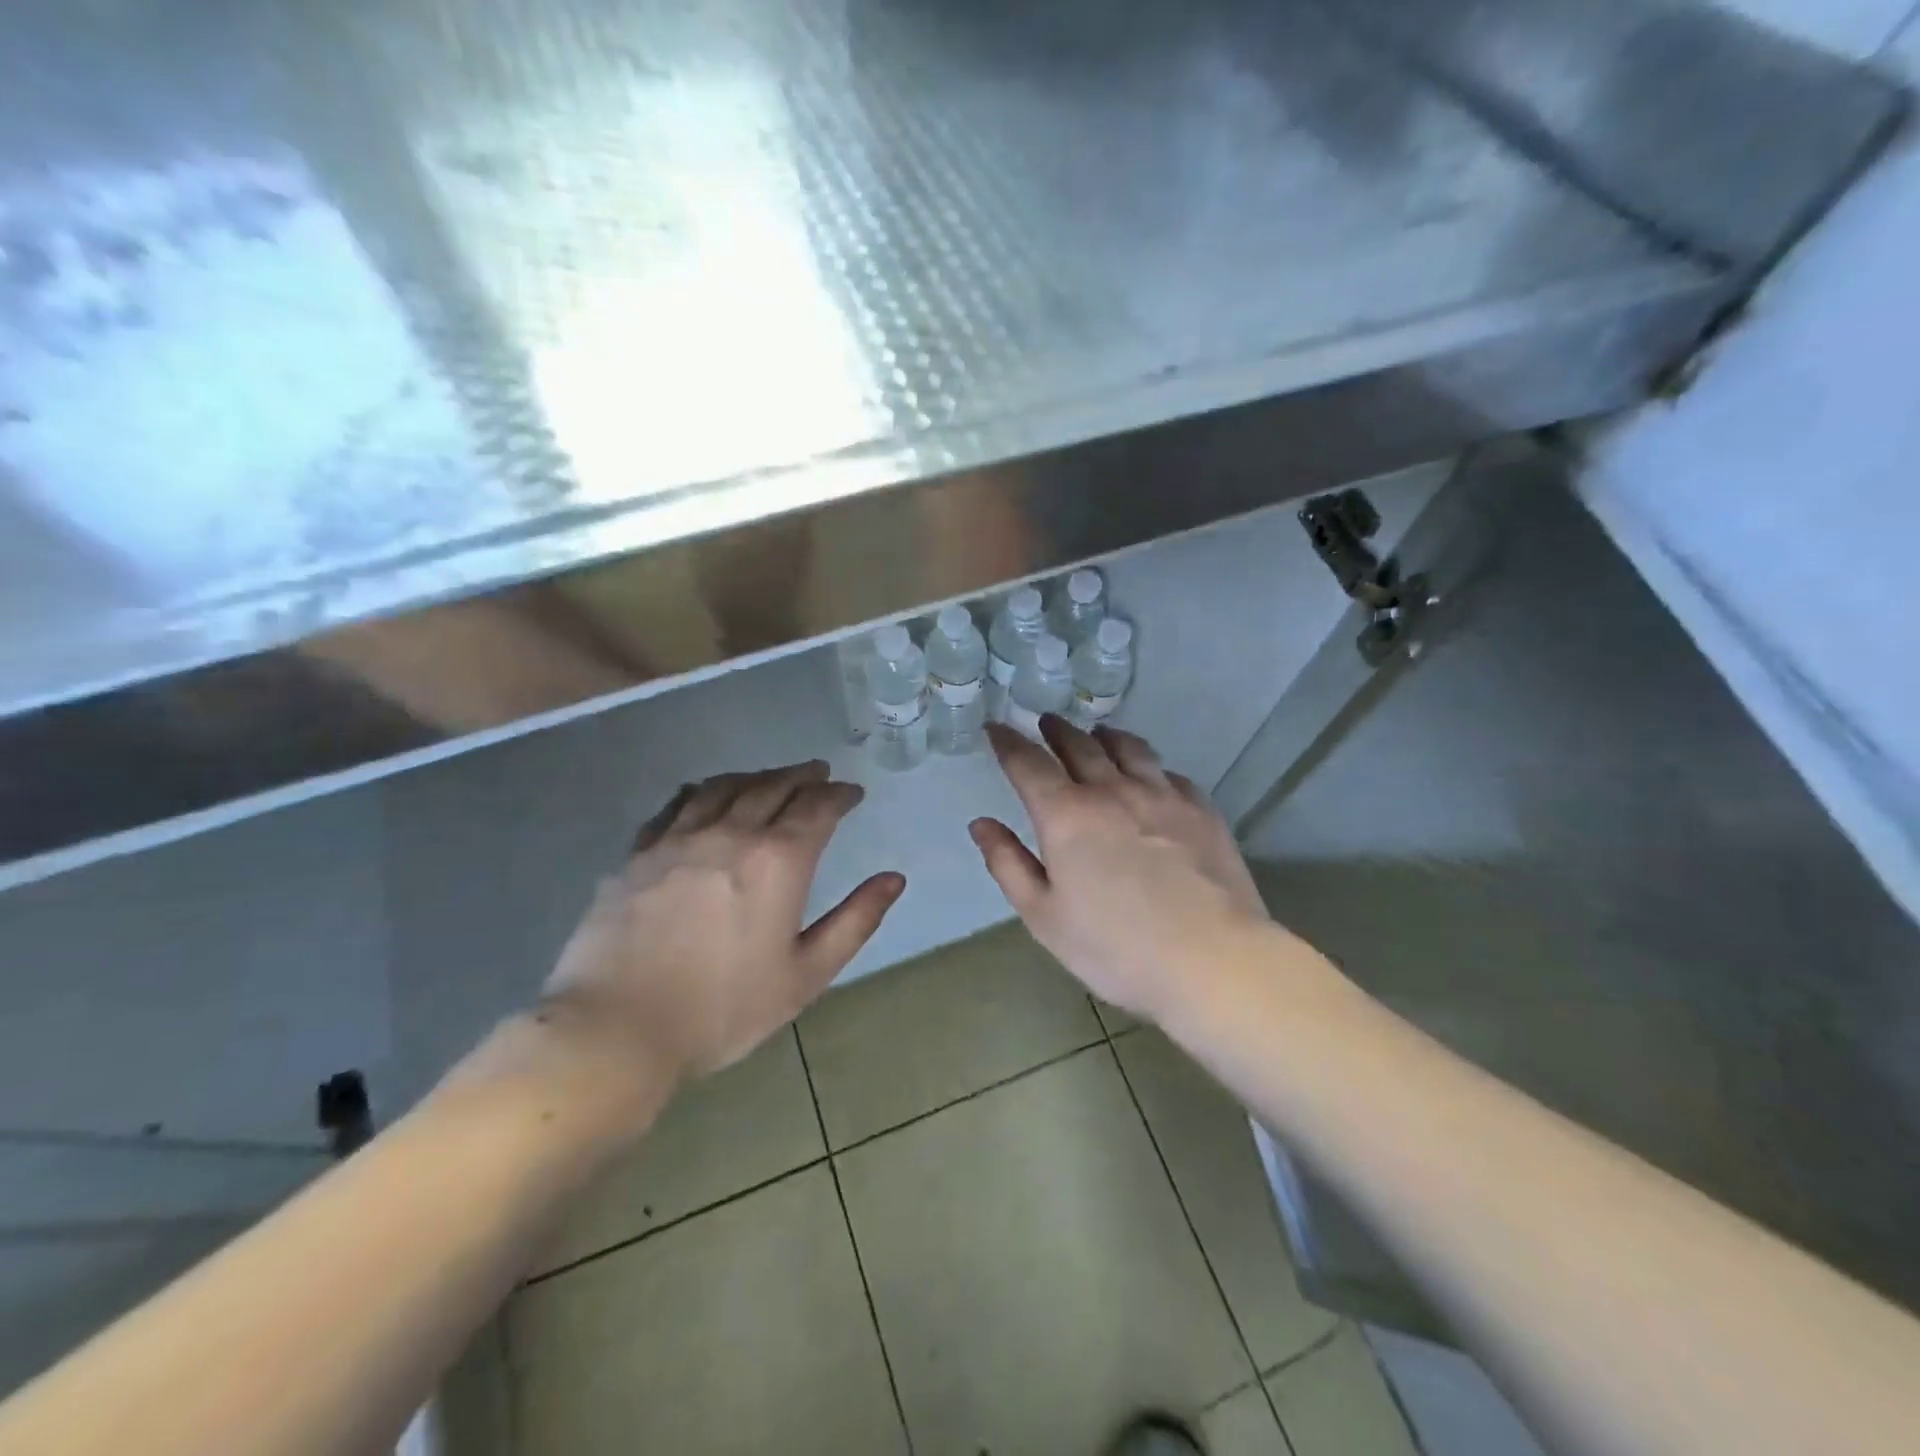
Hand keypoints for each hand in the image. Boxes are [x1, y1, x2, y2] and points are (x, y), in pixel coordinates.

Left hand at [540, 761, 904, 1095]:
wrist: (617, 1028)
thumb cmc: (723, 1009)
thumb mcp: (805, 975)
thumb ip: (855, 922)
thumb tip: (894, 879)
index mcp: (778, 861)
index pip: (817, 807)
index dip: (839, 794)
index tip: (852, 793)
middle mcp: (731, 833)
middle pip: (773, 787)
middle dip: (802, 776)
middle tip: (818, 772)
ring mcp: (679, 838)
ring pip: (725, 787)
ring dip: (756, 776)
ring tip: (771, 777)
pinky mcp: (639, 852)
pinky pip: (678, 804)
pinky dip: (704, 790)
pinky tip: (707, 794)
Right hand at [970, 718, 1268, 1024]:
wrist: (1211, 960)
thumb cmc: (1115, 947)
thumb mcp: (1044, 916)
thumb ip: (1008, 864)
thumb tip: (981, 824)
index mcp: (1066, 815)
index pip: (1028, 763)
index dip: (1007, 742)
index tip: (996, 728)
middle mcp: (1112, 790)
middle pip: (1079, 745)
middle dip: (1057, 730)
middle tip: (1047, 722)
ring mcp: (1162, 795)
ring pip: (1129, 748)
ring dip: (1105, 736)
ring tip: (1098, 734)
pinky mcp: (1201, 809)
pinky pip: (1169, 773)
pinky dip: (1150, 766)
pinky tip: (1152, 776)